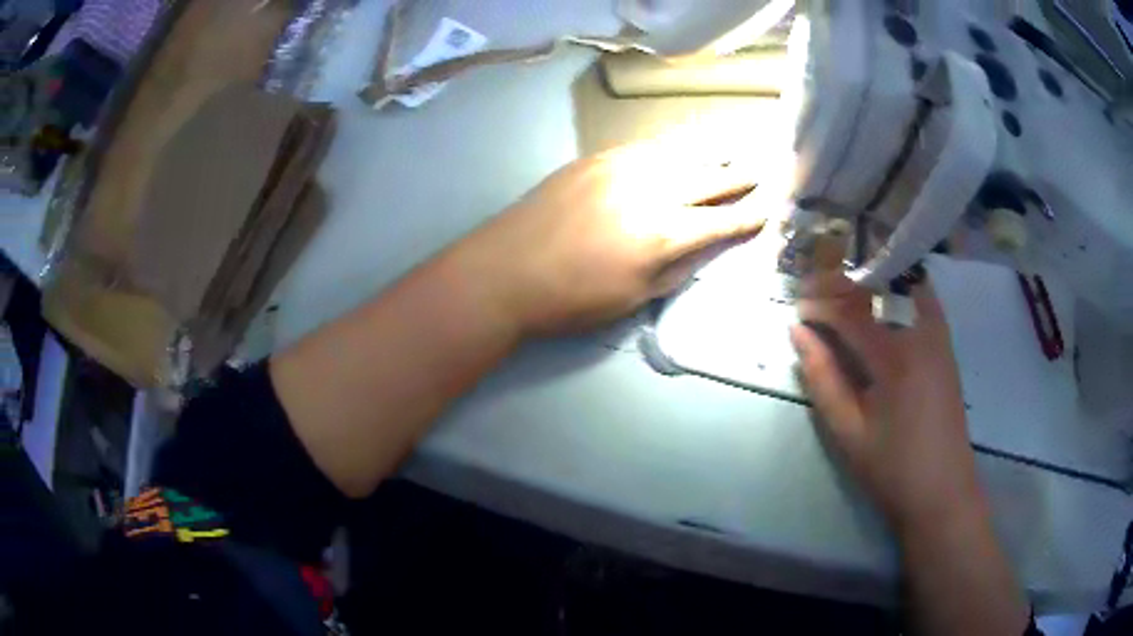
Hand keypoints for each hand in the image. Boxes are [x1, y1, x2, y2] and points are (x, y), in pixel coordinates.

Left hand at [448, 138, 763, 335]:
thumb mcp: (633, 297)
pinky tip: (683, 144)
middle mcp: (650, 190)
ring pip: (680, 151)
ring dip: (712, 151)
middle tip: (765, 168)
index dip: (751, 215)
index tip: (772, 206)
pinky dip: (672, 145)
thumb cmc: (570, 299)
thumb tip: (706, 246)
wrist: (504, 270)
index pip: (723, 221)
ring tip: (735, 146)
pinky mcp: (596, 158)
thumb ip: (677, 268)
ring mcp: (621, 167)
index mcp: (663, 234)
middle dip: (741, 175)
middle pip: (709, 177)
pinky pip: (646, 145)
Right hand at [789, 274, 985, 532]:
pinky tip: (881, 294)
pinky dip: (897, 286)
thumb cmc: (892, 468)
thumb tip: (798, 333)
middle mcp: (920, 333)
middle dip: (839, 283)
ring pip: (899, 283)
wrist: (943, 489)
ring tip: (840, 290)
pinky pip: (921, 296)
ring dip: (867, 280)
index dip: (818, 303)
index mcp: (895, 358)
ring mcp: (937, 334)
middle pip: (875, 286)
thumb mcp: (849, 432)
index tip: (795, 309)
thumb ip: (823, 379)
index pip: (850, 311)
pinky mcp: (945, 342)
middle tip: (811, 291)